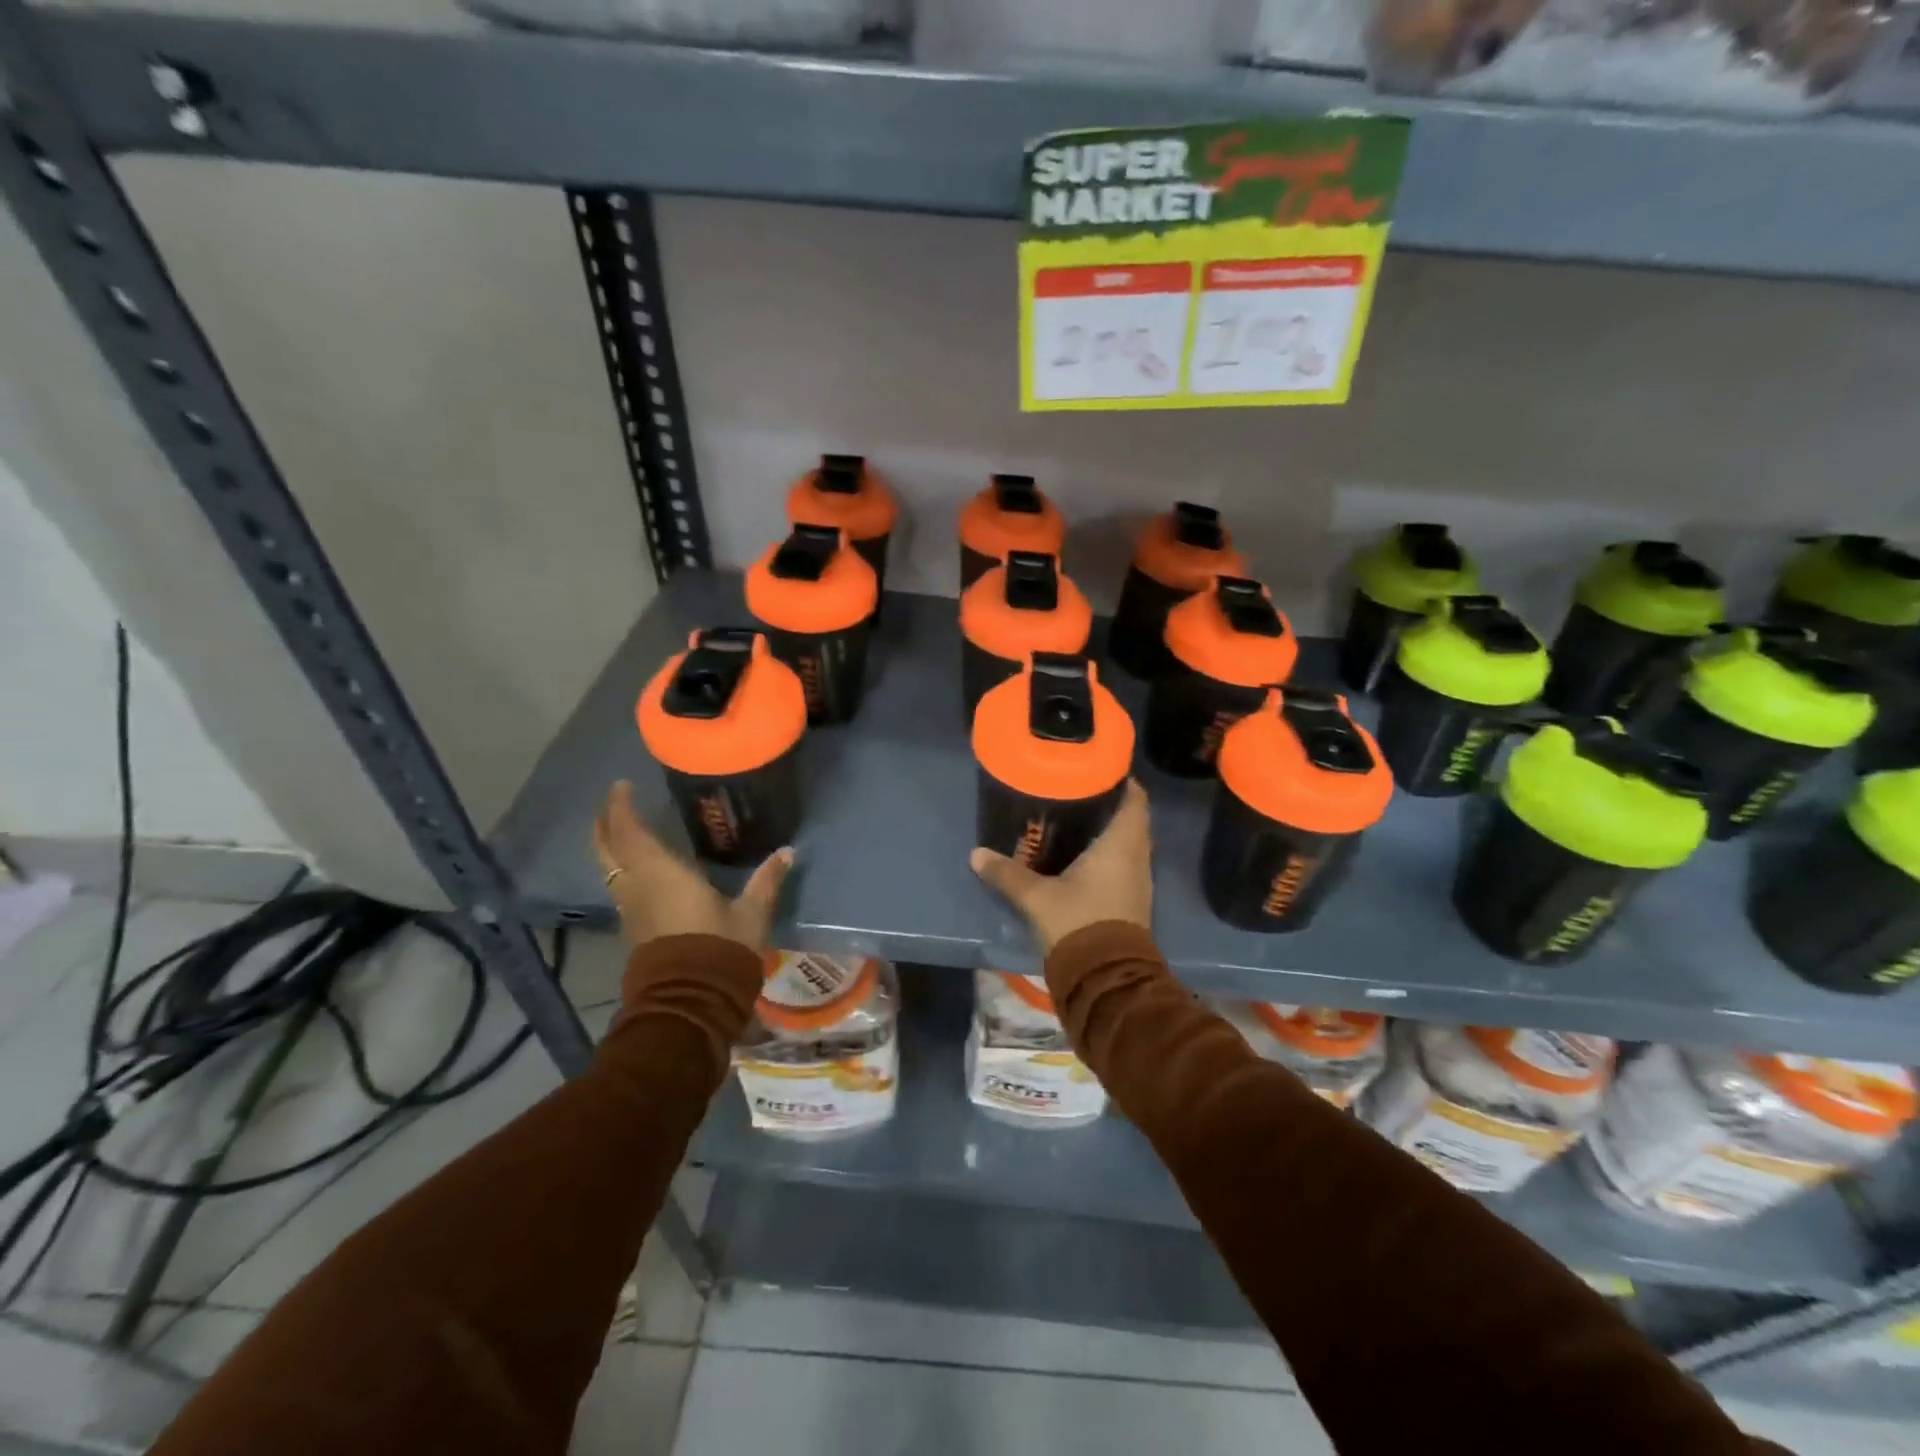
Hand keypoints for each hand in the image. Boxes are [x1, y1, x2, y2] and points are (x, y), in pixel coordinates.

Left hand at [592, 780, 792, 950]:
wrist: (690, 1002)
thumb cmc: (719, 948)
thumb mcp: (750, 914)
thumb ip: (766, 881)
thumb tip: (788, 852)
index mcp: (660, 873)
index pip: (630, 831)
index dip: (621, 806)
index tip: (621, 785)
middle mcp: (637, 887)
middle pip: (608, 848)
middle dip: (606, 823)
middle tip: (614, 803)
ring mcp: (631, 910)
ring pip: (610, 869)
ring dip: (611, 847)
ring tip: (623, 831)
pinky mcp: (633, 929)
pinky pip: (620, 887)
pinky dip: (622, 868)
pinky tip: (640, 869)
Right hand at [970, 779, 1152, 953]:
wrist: (1106, 979)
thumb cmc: (1078, 923)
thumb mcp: (1037, 897)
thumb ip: (1007, 874)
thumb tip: (976, 854)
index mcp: (1122, 844)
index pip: (1134, 797)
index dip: (1119, 778)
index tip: (1094, 767)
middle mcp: (1137, 856)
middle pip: (1129, 816)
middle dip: (1105, 802)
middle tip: (1073, 789)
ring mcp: (1137, 879)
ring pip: (1126, 841)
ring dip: (1106, 829)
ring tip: (1073, 816)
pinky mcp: (1131, 898)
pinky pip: (1122, 862)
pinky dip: (1106, 852)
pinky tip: (1079, 853)